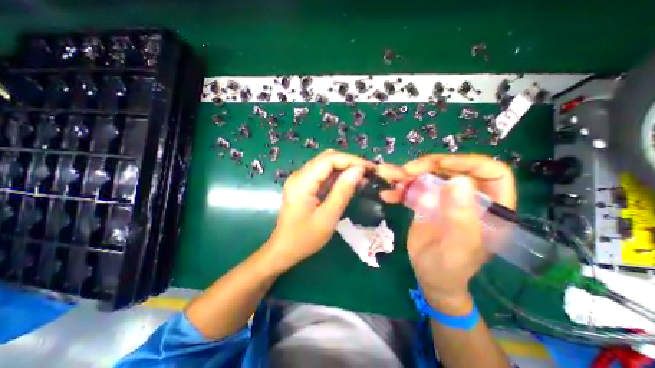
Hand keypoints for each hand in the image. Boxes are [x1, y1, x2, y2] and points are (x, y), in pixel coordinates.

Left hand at [264, 149, 404, 272]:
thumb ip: (343, 191)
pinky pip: (323, 174)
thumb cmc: (305, 238)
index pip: (329, 159)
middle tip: (368, 172)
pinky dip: (338, 176)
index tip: (369, 168)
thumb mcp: (328, 217)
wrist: (285, 249)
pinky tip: (350, 182)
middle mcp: (299, 175)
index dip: (351, 160)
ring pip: (326, 164)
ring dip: (345, 168)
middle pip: (327, 158)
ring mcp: (301, 179)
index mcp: (302, 182)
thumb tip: (359, 170)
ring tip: (362, 177)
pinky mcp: (304, 185)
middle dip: (349, 162)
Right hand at [402, 154, 513, 311]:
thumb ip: (461, 219)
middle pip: (451, 169)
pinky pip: (414, 188)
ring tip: (388, 177)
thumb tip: (458, 181)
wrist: (429, 276)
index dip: (467, 162)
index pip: (491, 173)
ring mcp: (445, 198)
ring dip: (407, 175)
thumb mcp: (457, 249)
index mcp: (490, 208)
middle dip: (426, 166)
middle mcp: (468, 197)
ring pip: (429, 175)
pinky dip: (399, 189)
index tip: (439, 165)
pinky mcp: (427, 201)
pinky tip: (387, 194)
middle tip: (404, 172)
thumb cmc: (449, 268)